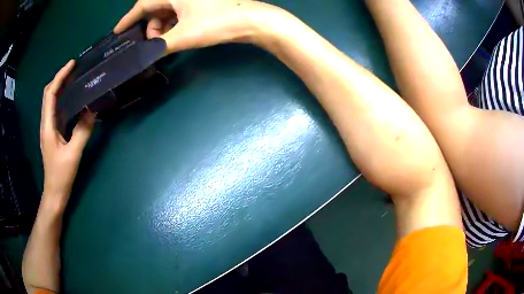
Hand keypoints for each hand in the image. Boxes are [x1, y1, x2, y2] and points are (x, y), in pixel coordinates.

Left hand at [40, 60, 94, 206]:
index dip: (60, 77)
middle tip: (73, 69)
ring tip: (73, 79)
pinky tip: (71, 100)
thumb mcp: (73, 154)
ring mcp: (48, 129)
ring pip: (51, 102)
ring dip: (60, 87)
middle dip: (59, 78)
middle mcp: (46, 124)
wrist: (54, 192)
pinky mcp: (53, 134)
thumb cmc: (61, 175)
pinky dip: (62, 100)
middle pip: (48, 94)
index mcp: (48, 126)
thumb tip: (92, 111)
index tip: (72, 64)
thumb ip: (82, 132)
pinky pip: (56, 111)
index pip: (50, 94)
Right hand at [114, 0, 282, 52]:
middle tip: (149, 44)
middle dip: (149, 27)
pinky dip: (174, 26)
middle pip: (155, 9)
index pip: (143, 5)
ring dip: (162, 28)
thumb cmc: (217, 22)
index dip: (128, 18)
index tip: (118, 31)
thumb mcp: (184, 35)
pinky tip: (175, 37)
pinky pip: (179, 14)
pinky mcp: (201, 5)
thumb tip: (145, 55)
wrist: (251, 21)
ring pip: (167, 13)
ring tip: (163, 43)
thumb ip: (160, 45)